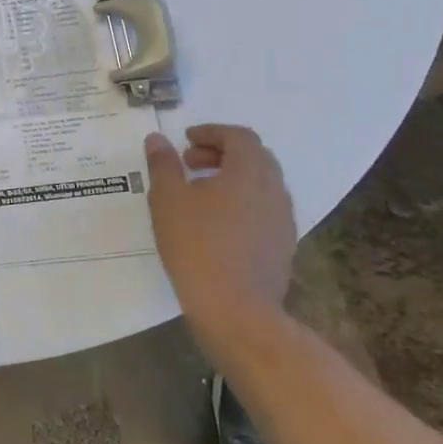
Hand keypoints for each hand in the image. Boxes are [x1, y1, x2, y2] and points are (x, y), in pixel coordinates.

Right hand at [144, 124, 296, 350]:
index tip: (186, 141)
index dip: (212, 133)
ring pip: (261, 185)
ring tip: (199, 194)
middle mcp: (274, 190)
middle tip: (190, 163)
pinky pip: (264, 210)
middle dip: (222, 153)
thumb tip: (158, 139)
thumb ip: (163, 164)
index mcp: (250, 171)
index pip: (239, 136)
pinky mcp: (283, 247)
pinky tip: (215, 223)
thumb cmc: (197, 245)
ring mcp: (284, 220)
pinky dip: (241, 203)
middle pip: (255, 157)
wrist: (236, 310)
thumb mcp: (167, 199)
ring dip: (232, 179)